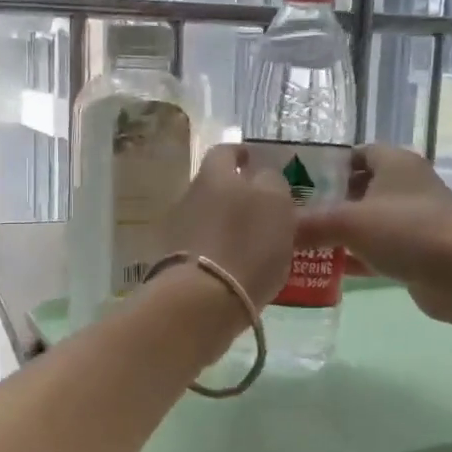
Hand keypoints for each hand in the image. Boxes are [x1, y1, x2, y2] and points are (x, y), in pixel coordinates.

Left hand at [163, 144, 296, 306]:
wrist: (202, 299)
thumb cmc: (246, 243)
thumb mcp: (276, 204)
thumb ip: (273, 184)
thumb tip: (264, 178)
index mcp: (215, 174)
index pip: (226, 151)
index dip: (241, 154)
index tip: (253, 160)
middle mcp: (191, 195)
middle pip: (216, 186)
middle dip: (237, 193)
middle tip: (264, 207)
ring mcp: (178, 230)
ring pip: (210, 217)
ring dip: (229, 224)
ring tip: (255, 242)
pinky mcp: (175, 262)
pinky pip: (204, 247)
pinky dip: (220, 251)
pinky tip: (237, 267)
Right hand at [295, 144, 451, 325]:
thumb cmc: (409, 231)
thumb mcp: (351, 222)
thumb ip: (310, 224)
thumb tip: (275, 232)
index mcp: (394, 163)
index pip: (354, 153)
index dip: (325, 164)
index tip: (294, 180)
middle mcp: (404, 188)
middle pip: (357, 188)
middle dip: (326, 202)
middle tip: (290, 216)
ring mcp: (411, 222)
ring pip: (366, 223)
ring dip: (338, 234)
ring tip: (298, 243)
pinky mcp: (415, 254)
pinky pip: (375, 252)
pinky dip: (353, 259)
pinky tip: (322, 270)